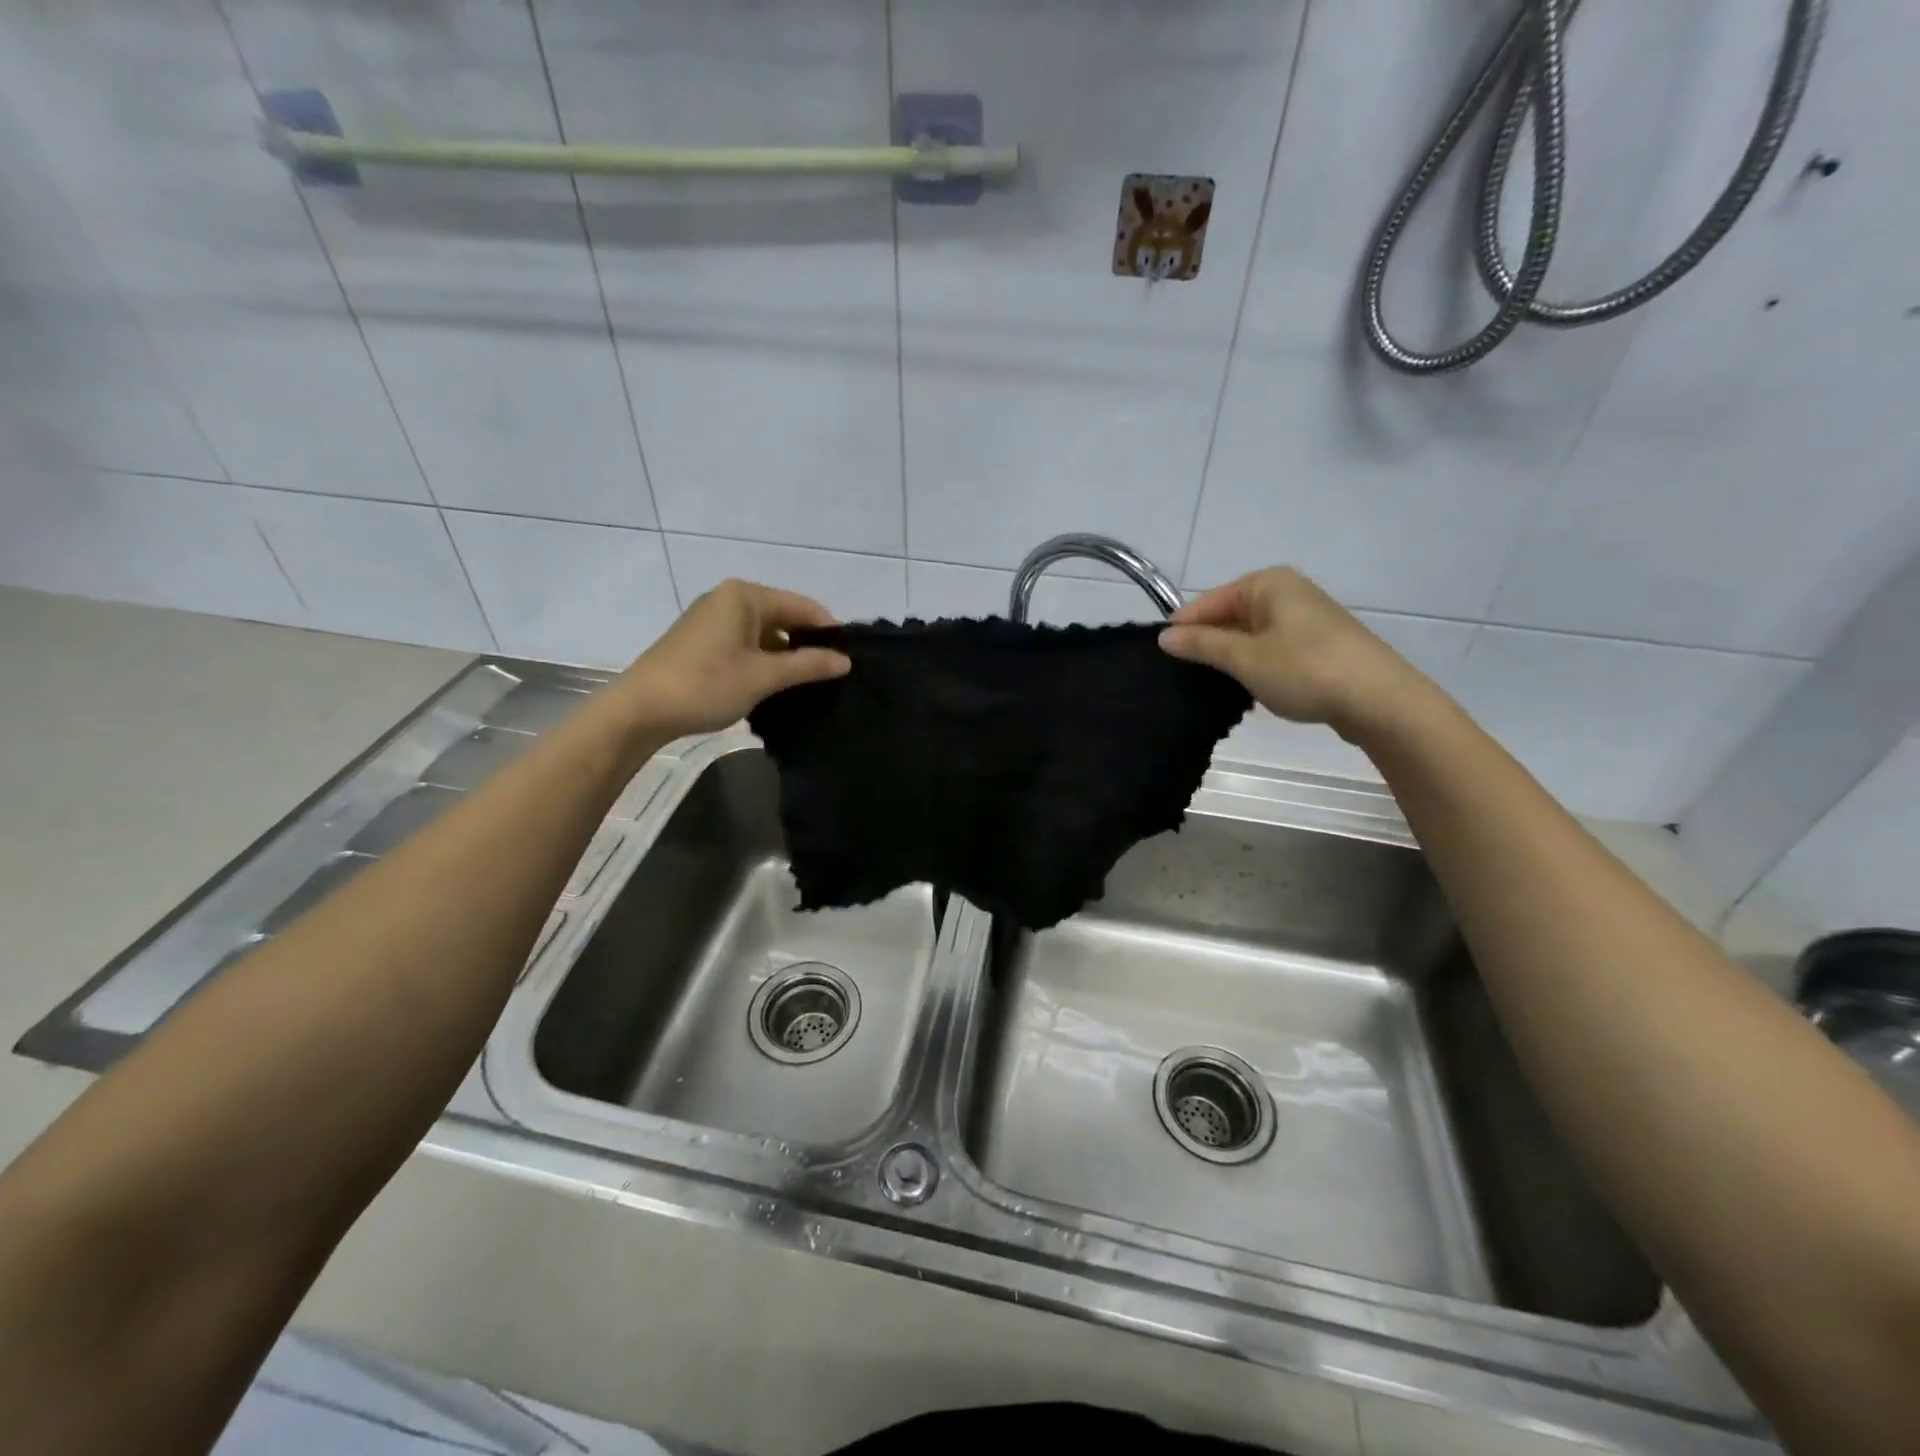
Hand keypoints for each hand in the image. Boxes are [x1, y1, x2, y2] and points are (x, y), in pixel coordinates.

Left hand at [612, 579, 850, 739]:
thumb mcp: (764, 676)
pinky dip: (764, 661)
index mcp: (745, 596)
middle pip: (783, 617)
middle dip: (807, 645)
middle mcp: (729, 599)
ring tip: (809, 684)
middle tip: (833, 676)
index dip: (829, 631)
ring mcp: (713, 620)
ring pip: (765, 634)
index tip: (850, 659)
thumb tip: (845, 661)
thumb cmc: (706, 685)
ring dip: (786, 656)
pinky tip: (776, 686)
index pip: (802, 606)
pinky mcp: (702, 641)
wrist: (640, 710)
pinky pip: (746, 644)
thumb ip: (808, 665)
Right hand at [1158, 568, 1431, 738]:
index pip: (1207, 602)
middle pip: (1229, 617)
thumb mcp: (1244, 658)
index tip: (1161, 659)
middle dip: (1208, 645)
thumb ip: (1201, 645)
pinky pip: (1271, 650)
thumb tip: (1164, 636)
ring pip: (1250, 636)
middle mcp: (1286, 592)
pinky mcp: (1318, 645)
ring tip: (1213, 689)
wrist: (1378, 700)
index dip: (1182, 629)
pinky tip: (1249, 692)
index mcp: (1267, 583)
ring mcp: (1305, 619)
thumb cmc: (1304, 670)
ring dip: (1232, 661)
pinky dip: (1256, 667)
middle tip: (1184, 678)